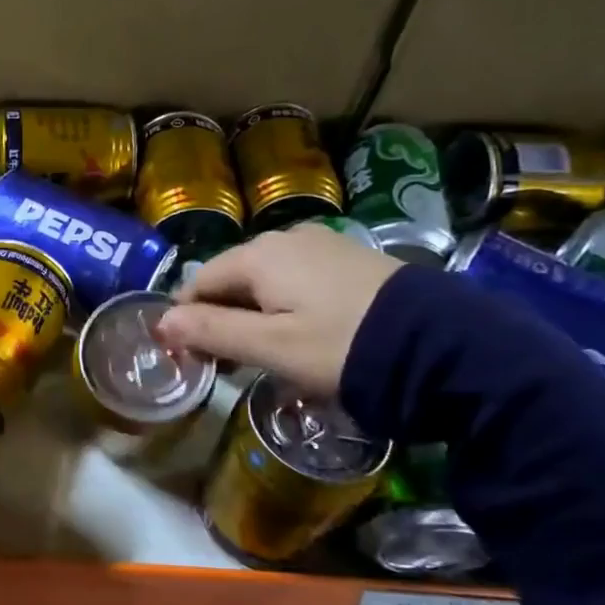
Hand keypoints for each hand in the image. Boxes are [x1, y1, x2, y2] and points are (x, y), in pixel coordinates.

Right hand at [154, 223, 402, 394]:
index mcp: (259, 256)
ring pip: (266, 280)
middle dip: (220, 319)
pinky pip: (299, 280)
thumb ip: (212, 331)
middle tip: (228, 367)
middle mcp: (286, 238)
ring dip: (253, 315)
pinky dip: (286, 306)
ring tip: (265, 357)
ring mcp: (323, 245)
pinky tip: (303, 336)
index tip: (192, 359)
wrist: (445, 347)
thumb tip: (160, 322)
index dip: (187, 319)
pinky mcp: (351, 259)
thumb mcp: (272, 347)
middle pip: (232, 279)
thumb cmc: (344, 348)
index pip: (199, 282)